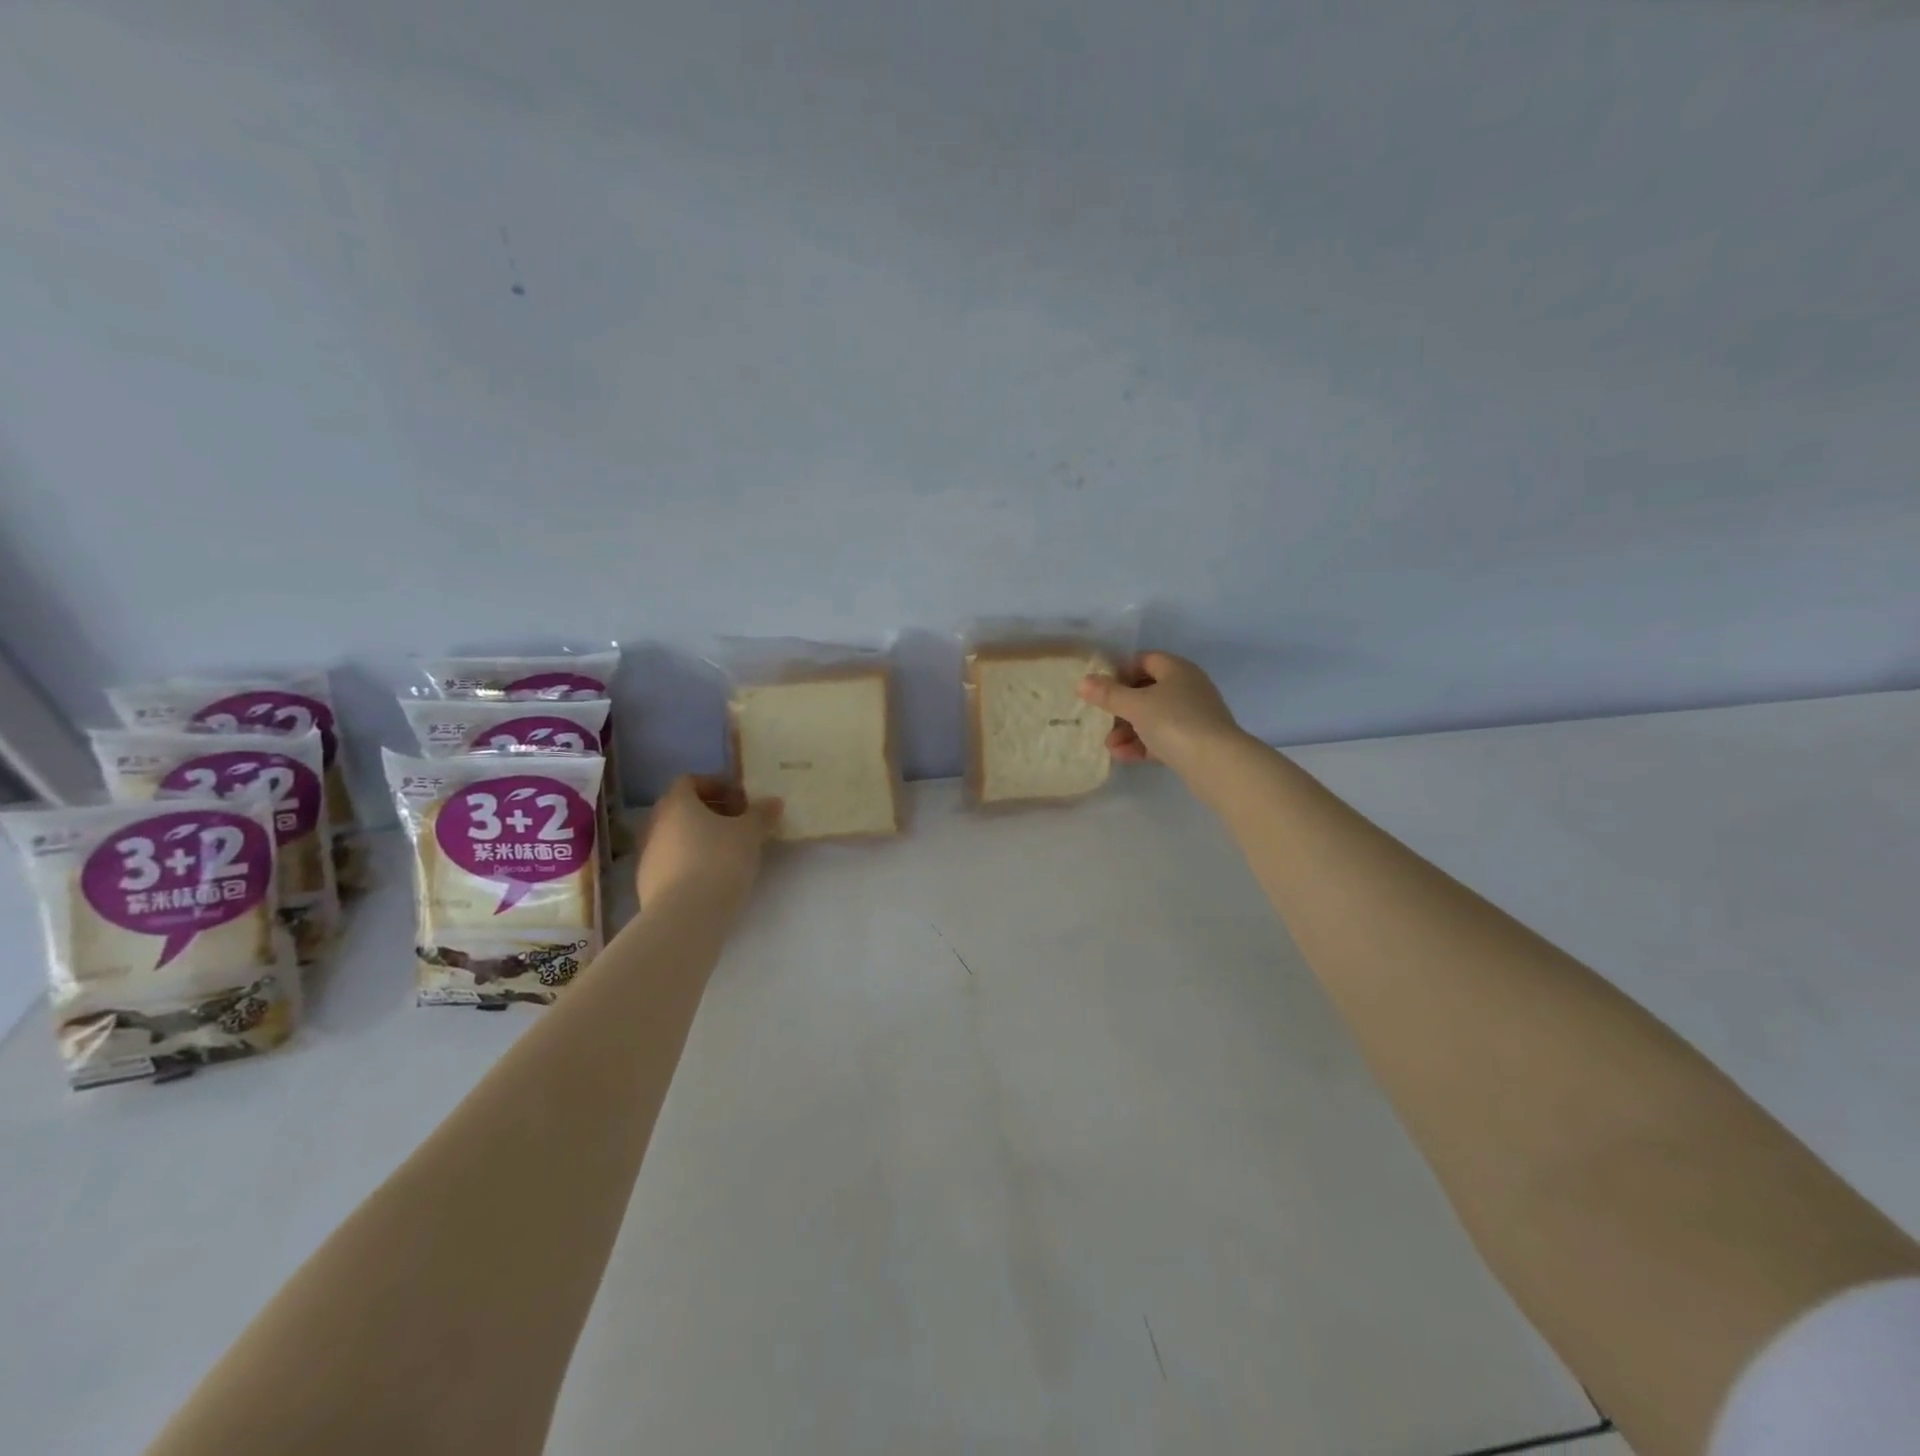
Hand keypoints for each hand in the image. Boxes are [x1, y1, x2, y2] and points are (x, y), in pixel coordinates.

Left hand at [636, 775, 780, 912]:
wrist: (686, 915)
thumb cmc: (719, 861)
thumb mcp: (750, 833)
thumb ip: (761, 814)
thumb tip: (773, 801)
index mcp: (677, 804)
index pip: (689, 781)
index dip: (715, 786)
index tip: (739, 800)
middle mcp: (656, 824)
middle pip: (680, 808)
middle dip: (708, 812)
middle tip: (736, 824)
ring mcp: (647, 855)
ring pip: (674, 836)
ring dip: (697, 838)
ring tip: (726, 853)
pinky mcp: (646, 883)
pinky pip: (670, 862)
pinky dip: (689, 861)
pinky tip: (710, 877)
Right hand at [1077, 652, 1244, 777]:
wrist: (1216, 762)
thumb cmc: (1174, 721)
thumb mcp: (1135, 705)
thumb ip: (1108, 693)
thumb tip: (1082, 682)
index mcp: (1177, 669)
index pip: (1144, 660)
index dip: (1120, 670)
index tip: (1100, 688)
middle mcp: (1188, 687)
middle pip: (1147, 690)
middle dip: (1121, 707)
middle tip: (1101, 720)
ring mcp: (1193, 716)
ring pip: (1153, 717)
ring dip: (1128, 730)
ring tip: (1110, 745)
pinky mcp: (1195, 742)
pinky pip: (1162, 738)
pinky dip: (1142, 744)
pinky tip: (1123, 756)